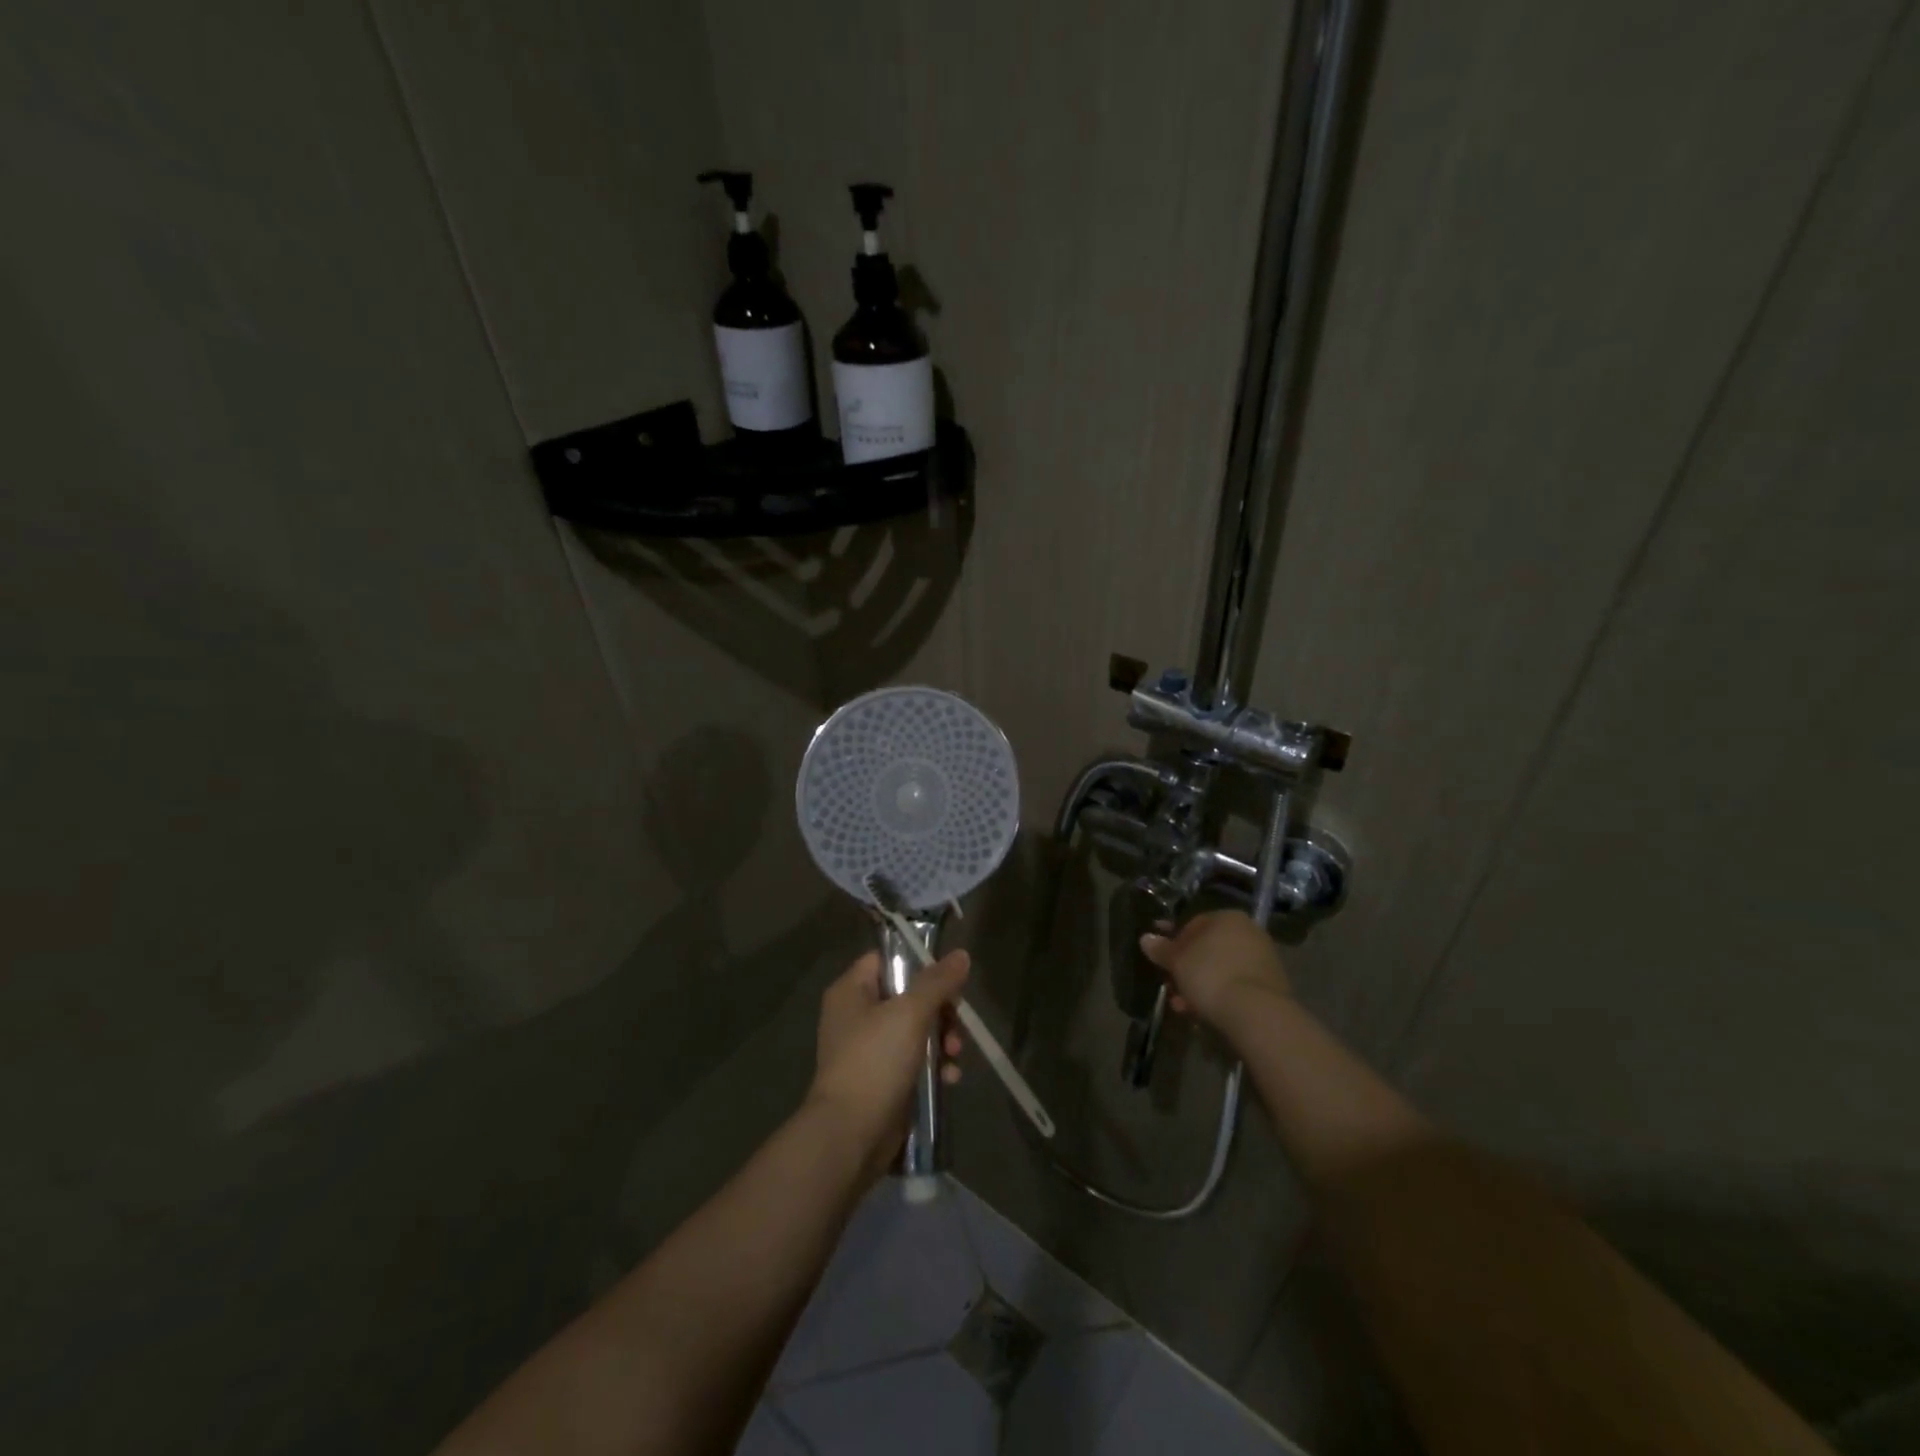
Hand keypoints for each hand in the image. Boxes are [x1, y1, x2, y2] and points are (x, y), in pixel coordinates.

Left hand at [808, 948, 968, 1177]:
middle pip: (908, 996)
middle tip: (956, 1023)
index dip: (917, 963)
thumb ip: (937, 982)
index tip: (947, 977)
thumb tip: (961, 954)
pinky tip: (950, 1078)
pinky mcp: (882, 1080)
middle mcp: (856, 1016)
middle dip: (940, 1010)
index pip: (886, 959)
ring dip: (942, 1040)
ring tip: (955, 1055)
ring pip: (916, 1030)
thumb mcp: (910, 1013)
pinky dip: (934, 1067)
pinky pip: (914, 1061)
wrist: (850, 1135)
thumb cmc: (875, 1061)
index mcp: (851, 991)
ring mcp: (869, 1050)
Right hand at [1139, 910, 1289, 1029]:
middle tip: (1170, 985)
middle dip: (1186, 968)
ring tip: (1181, 1005)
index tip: (1161, 959)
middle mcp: (1248, 932)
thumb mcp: (1177, 961)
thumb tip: (1146, 938)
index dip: (1173, 942)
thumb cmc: (1211, 975)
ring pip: (1220, 969)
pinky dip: (1218, 995)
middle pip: (1207, 949)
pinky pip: (1235, 985)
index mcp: (1227, 917)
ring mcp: (1262, 959)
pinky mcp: (1270, 986)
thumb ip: (1161, 949)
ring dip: (1199, 985)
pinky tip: (1201, 1013)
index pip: (1193, 924)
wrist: (1257, 1013)